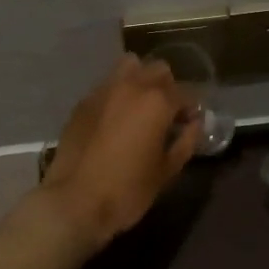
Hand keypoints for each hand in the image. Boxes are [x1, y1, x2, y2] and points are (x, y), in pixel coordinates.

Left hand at [30, 55, 197, 253]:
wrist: (73, 201)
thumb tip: (194, 124)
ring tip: (139, 108)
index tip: (189, 125)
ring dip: (140, 80)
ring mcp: (103, 90)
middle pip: (158, 69)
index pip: (186, 93)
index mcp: (157, 102)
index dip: (191, 109)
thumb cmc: (127, 190)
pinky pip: (107, 85)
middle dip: (167, 88)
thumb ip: (186, 142)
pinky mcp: (83, 102)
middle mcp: (131, 86)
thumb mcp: (166, 171)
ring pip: (130, 67)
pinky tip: (115, 119)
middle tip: (166, 114)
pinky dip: (117, 93)